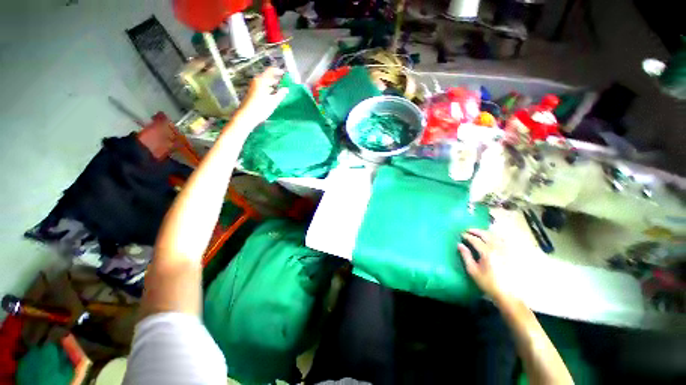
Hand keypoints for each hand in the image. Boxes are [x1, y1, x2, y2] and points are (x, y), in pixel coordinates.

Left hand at [236, 67, 288, 125]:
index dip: (278, 71)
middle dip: (275, 78)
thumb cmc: (261, 108)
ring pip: (264, 82)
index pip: (270, 71)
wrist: (247, 116)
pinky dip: (267, 88)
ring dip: (271, 84)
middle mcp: (256, 81)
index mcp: (261, 81)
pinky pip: (261, 86)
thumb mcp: (273, 102)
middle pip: (267, 76)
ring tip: (279, 88)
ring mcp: (253, 87)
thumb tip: (286, 89)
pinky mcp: (252, 92)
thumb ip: (281, 94)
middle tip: (283, 81)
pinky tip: (271, 94)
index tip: (284, 73)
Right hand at [458, 229, 510, 300]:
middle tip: (467, 230)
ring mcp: (505, 250)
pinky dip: (495, 236)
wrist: (508, 294)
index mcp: (487, 252)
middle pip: (486, 234)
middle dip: (475, 231)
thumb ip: (466, 256)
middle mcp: (497, 248)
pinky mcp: (510, 254)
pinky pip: (502, 240)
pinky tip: (492, 238)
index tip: (460, 234)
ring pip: (495, 235)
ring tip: (478, 233)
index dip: (467, 236)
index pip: (475, 240)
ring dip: (485, 232)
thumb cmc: (488, 283)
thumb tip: (459, 245)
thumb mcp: (473, 271)